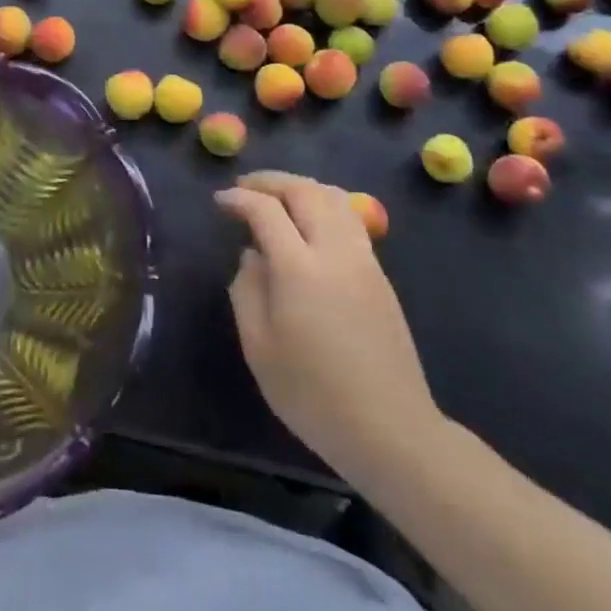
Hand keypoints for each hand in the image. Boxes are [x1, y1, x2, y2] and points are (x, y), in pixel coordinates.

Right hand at [218, 171, 444, 491]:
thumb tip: (251, 255)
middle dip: (270, 181)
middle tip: (244, 188)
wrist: (390, 429)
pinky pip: (350, 219)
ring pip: (334, 198)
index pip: (266, 210)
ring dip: (300, 188)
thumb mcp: (259, 347)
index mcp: (300, 269)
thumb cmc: (313, 395)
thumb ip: (246, 290)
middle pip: (305, 191)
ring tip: (276, 198)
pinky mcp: (380, 274)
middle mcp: (335, 252)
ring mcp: (364, 260)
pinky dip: (323, 205)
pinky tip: (308, 225)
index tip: (220, 201)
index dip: (239, 198)